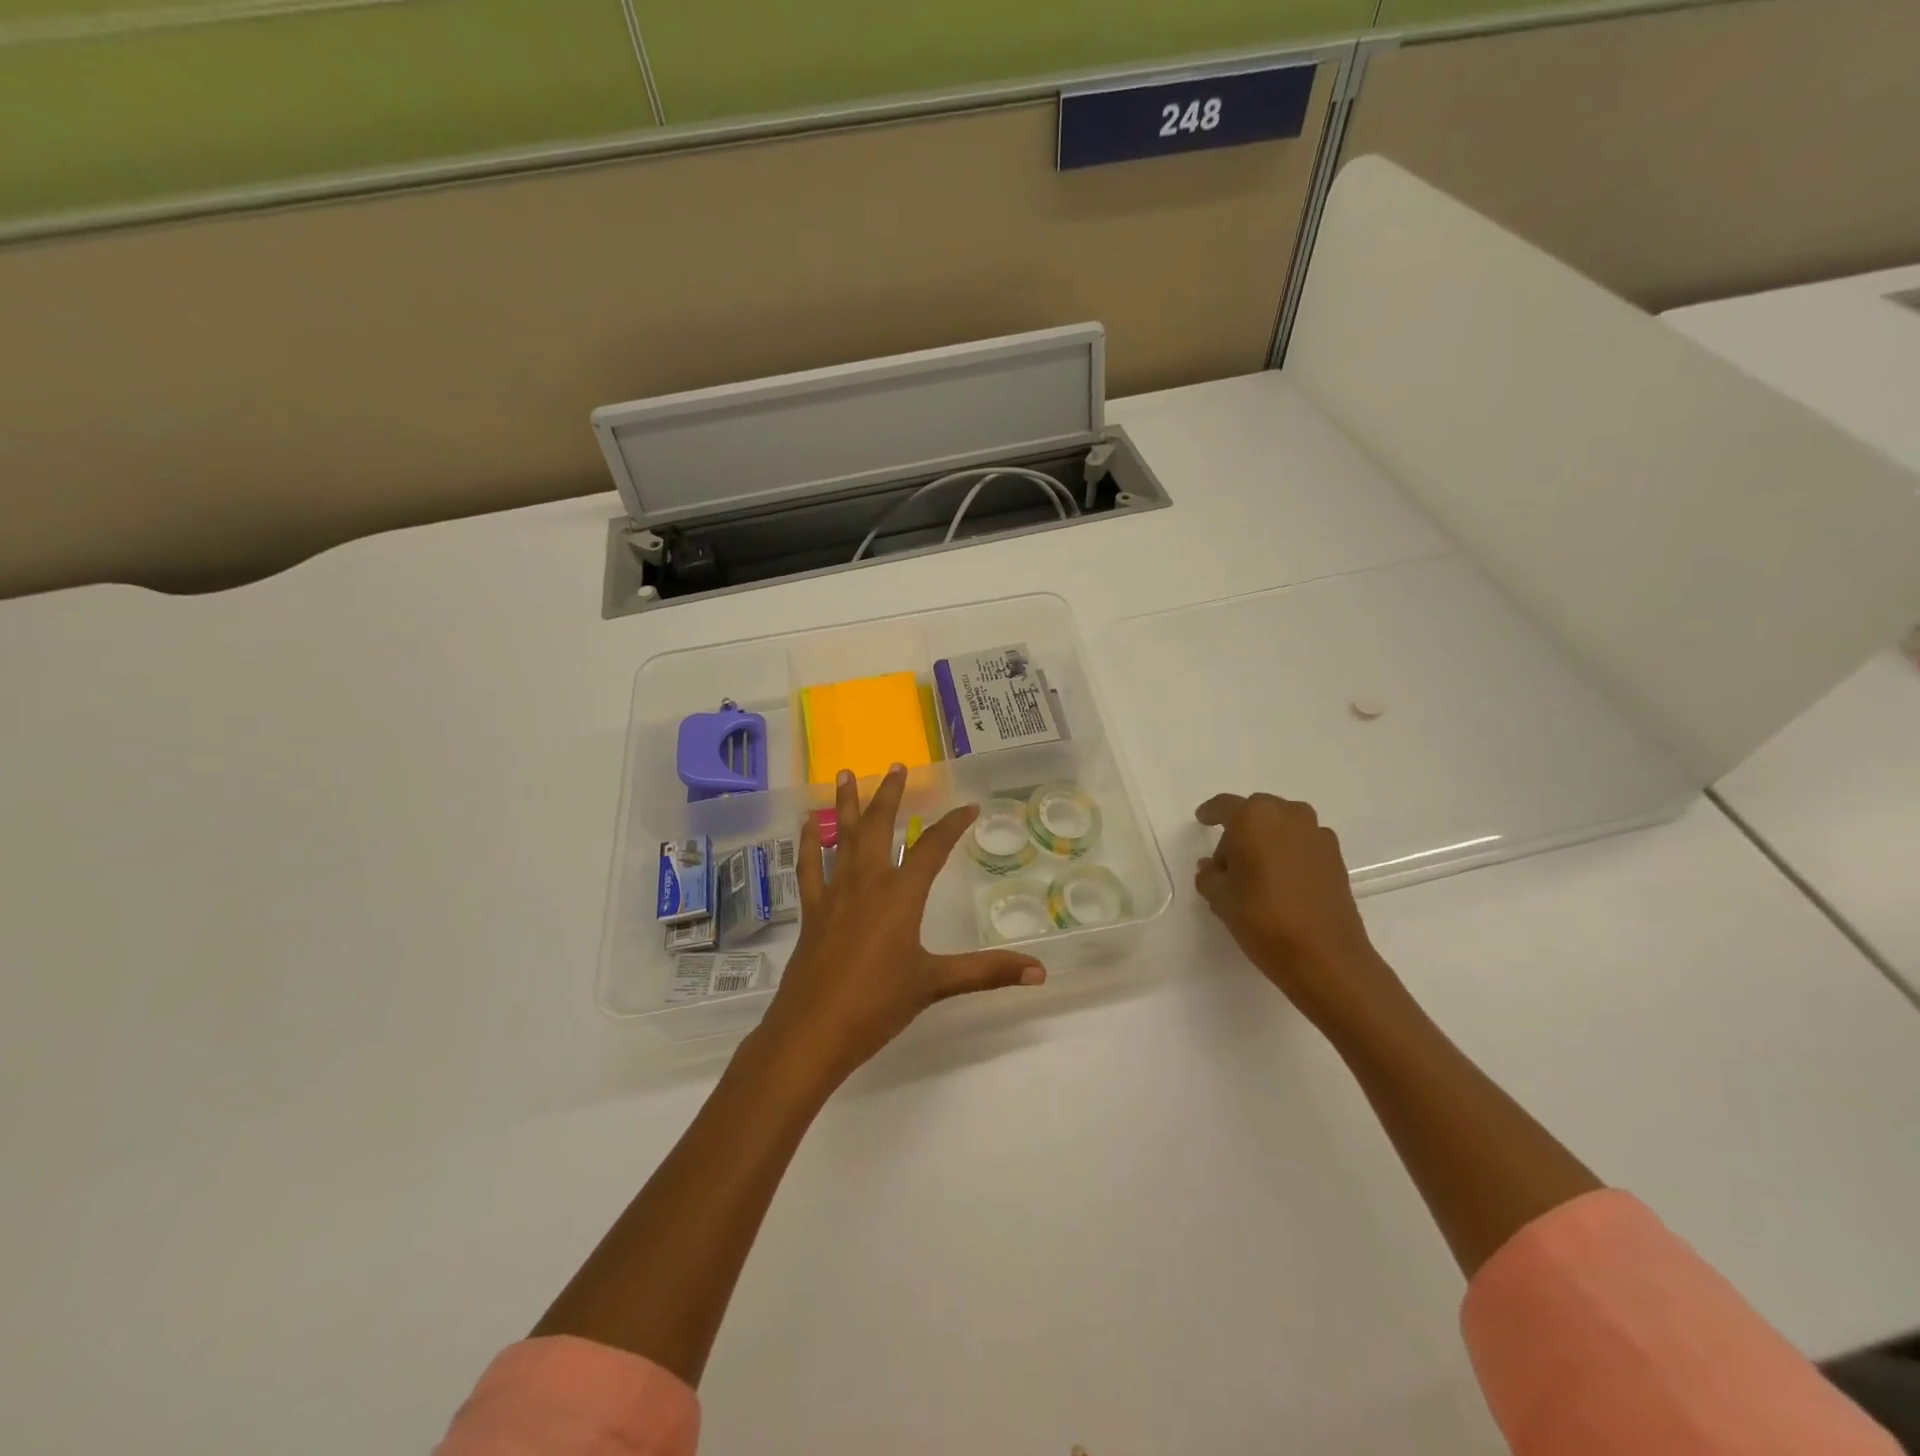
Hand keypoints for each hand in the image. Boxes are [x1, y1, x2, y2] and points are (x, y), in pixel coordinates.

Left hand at [757, 764, 1046, 1087]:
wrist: (813, 1032)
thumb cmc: (878, 1004)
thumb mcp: (935, 984)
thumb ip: (987, 972)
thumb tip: (1039, 972)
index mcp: (900, 894)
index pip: (932, 848)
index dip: (952, 825)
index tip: (969, 806)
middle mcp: (866, 883)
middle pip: (879, 827)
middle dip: (890, 795)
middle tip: (896, 766)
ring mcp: (834, 894)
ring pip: (842, 837)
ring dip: (846, 805)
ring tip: (845, 774)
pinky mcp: (811, 912)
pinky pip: (809, 868)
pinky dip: (809, 844)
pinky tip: (808, 825)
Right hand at [1194, 793, 1410, 1031]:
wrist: (1325, 956)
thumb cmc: (1263, 919)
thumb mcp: (1220, 898)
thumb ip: (1210, 875)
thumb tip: (1212, 867)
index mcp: (1254, 818)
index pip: (1225, 806)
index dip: (1210, 813)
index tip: (1202, 819)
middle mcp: (1288, 815)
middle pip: (1256, 813)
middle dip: (1240, 831)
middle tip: (1228, 862)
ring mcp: (1317, 835)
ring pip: (1282, 826)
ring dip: (1267, 841)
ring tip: (1257, 873)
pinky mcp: (1336, 857)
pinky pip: (1302, 844)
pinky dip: (1289, 854)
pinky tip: (1282, 882)